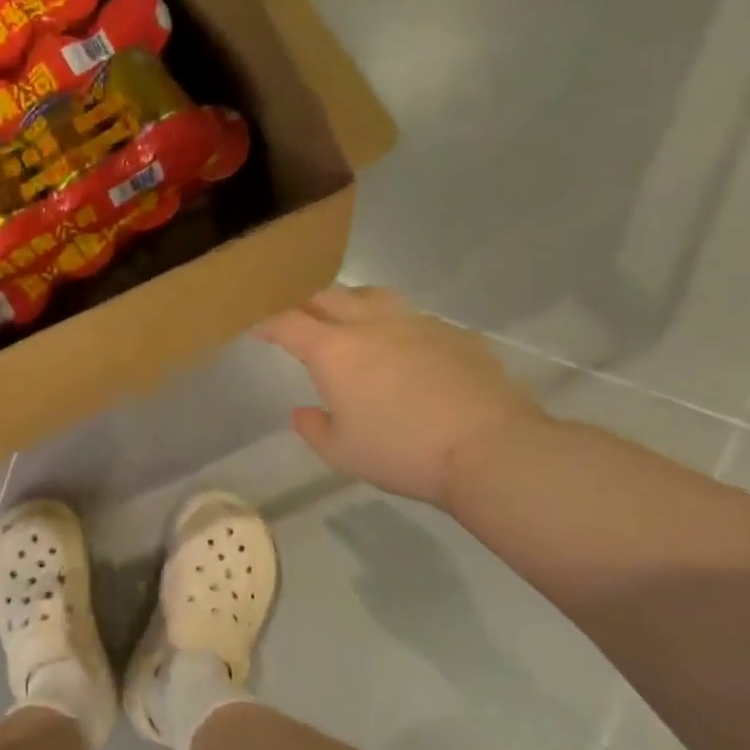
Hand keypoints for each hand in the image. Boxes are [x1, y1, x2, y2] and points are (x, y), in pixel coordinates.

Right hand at [255, 286, 547, 507]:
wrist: (490, 448)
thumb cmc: (402, 452)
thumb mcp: (342, 453)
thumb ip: (313, 428)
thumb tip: (303, 412)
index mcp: (334, 351)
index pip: (288, 323)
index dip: (269, 324)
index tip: (259, 330)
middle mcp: (371, 325)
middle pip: (329, 297)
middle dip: (307, 306)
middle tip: (302, 322)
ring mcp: (416, 323)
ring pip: (373, 296)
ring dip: (352, 304)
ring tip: (351, 321)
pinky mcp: (453, 333)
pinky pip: (413, 317)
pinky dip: (395, 325)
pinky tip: (403, 349)